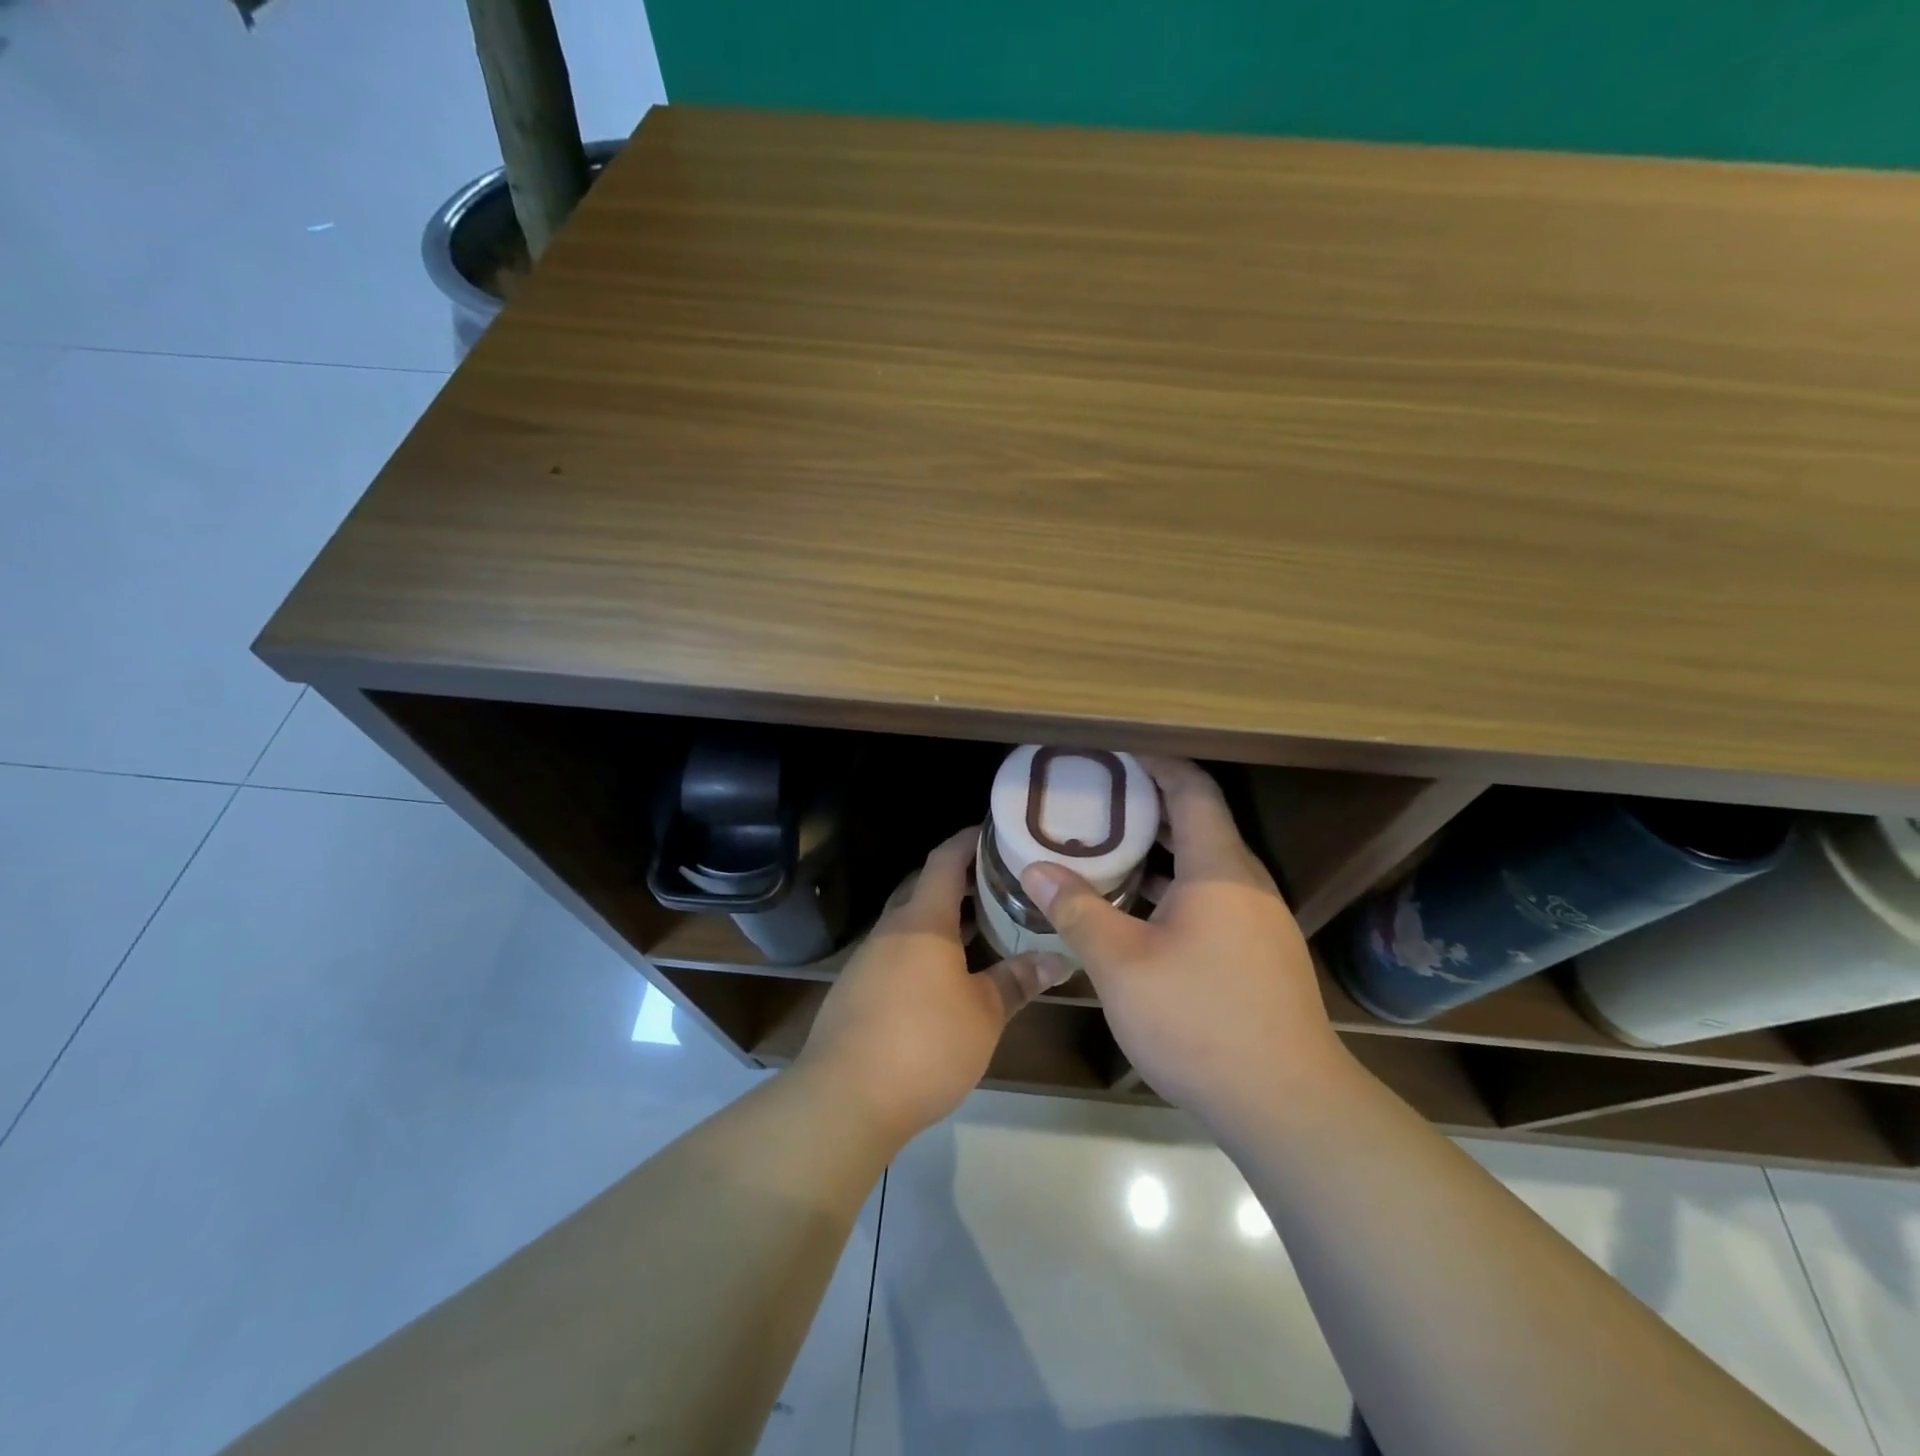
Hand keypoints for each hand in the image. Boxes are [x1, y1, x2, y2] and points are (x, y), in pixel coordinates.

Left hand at [797, 827, 1071, 1146]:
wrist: (844, 1099)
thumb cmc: (925, 1044)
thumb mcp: (984, 1014)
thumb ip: (1018, 980)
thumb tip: (1059, 959)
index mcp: (922, 922)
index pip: (944, 860)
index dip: (968, 841)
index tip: (994, 832)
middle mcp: (890, 931)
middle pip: (922, 887)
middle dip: (957, 880)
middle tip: (997, 882)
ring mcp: (867, 960)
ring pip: (908, 923)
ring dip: (940, 919)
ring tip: (978, 927)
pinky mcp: (856, 991)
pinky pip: (895, 953)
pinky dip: (922, 950)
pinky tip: (943, 977)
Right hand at [1020, 757, 1344, 1130]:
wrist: (1286, 1104)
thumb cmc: (1199, 1020)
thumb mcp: (1122, 964)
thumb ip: (1077, 910)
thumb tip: (1035, 870)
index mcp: (1219, 868)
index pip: (1192, 789)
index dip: (1156, 763)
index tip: (1114, 755)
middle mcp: (1246, 883)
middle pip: (1199, 822)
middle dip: (1148, 806)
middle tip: (1096, 803)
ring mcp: (1258, 920)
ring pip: (1205, 865)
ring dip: (1159, 851)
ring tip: (1107, 851)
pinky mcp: (1260, 953)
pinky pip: (1213, 898)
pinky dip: (1174, 888)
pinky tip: (1138, 912)